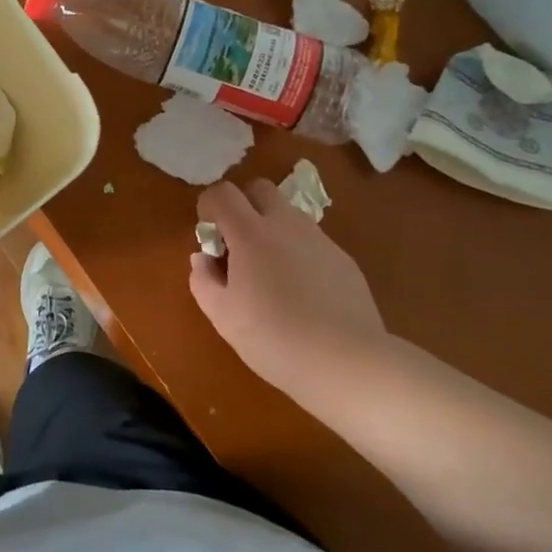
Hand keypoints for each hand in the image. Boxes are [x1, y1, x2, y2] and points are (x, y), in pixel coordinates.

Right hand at [188, 179, 389, 400]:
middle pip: (260, 188)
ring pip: (289, 214)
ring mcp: (320, 239)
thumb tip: (203, 258)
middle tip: (238, 244)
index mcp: (250, 233)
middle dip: (243, 205)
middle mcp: (286, 224)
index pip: (223, 193)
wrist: (348, 362)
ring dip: (272, 229)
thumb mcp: (222, 316)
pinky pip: (312, 242)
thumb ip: (203, 279)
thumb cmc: (274, 338)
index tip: (210, 237)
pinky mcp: (344, 260)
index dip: (209, 206)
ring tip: (271, 273)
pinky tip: (303, 294)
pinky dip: (299, 253)